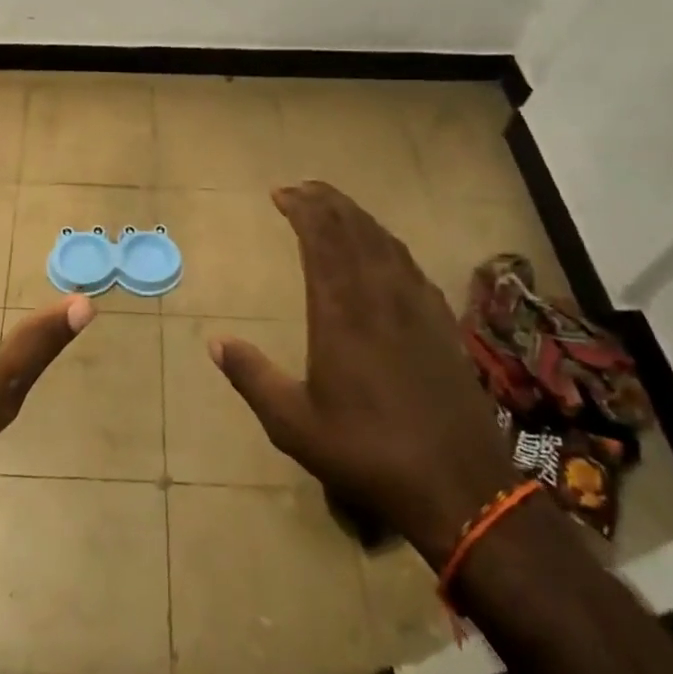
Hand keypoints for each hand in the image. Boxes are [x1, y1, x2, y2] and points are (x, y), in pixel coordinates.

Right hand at [210, 181, 513, 562]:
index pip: (320, 239)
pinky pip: (410, 265)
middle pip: (353, 229)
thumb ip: (252, 377)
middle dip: (326, 201)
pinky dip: (387, 243)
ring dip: (357, 217)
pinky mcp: (441, 323)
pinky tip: (382, 249)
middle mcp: (379, 295)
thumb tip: (214, 342)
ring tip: (335, 207)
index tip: (281, 193)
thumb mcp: (293, 424)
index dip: (302, 208)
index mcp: (340, 311)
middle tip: (302, 188)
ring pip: (384, 241)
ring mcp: (416, 306)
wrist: (458, 485)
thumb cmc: (366, 451)